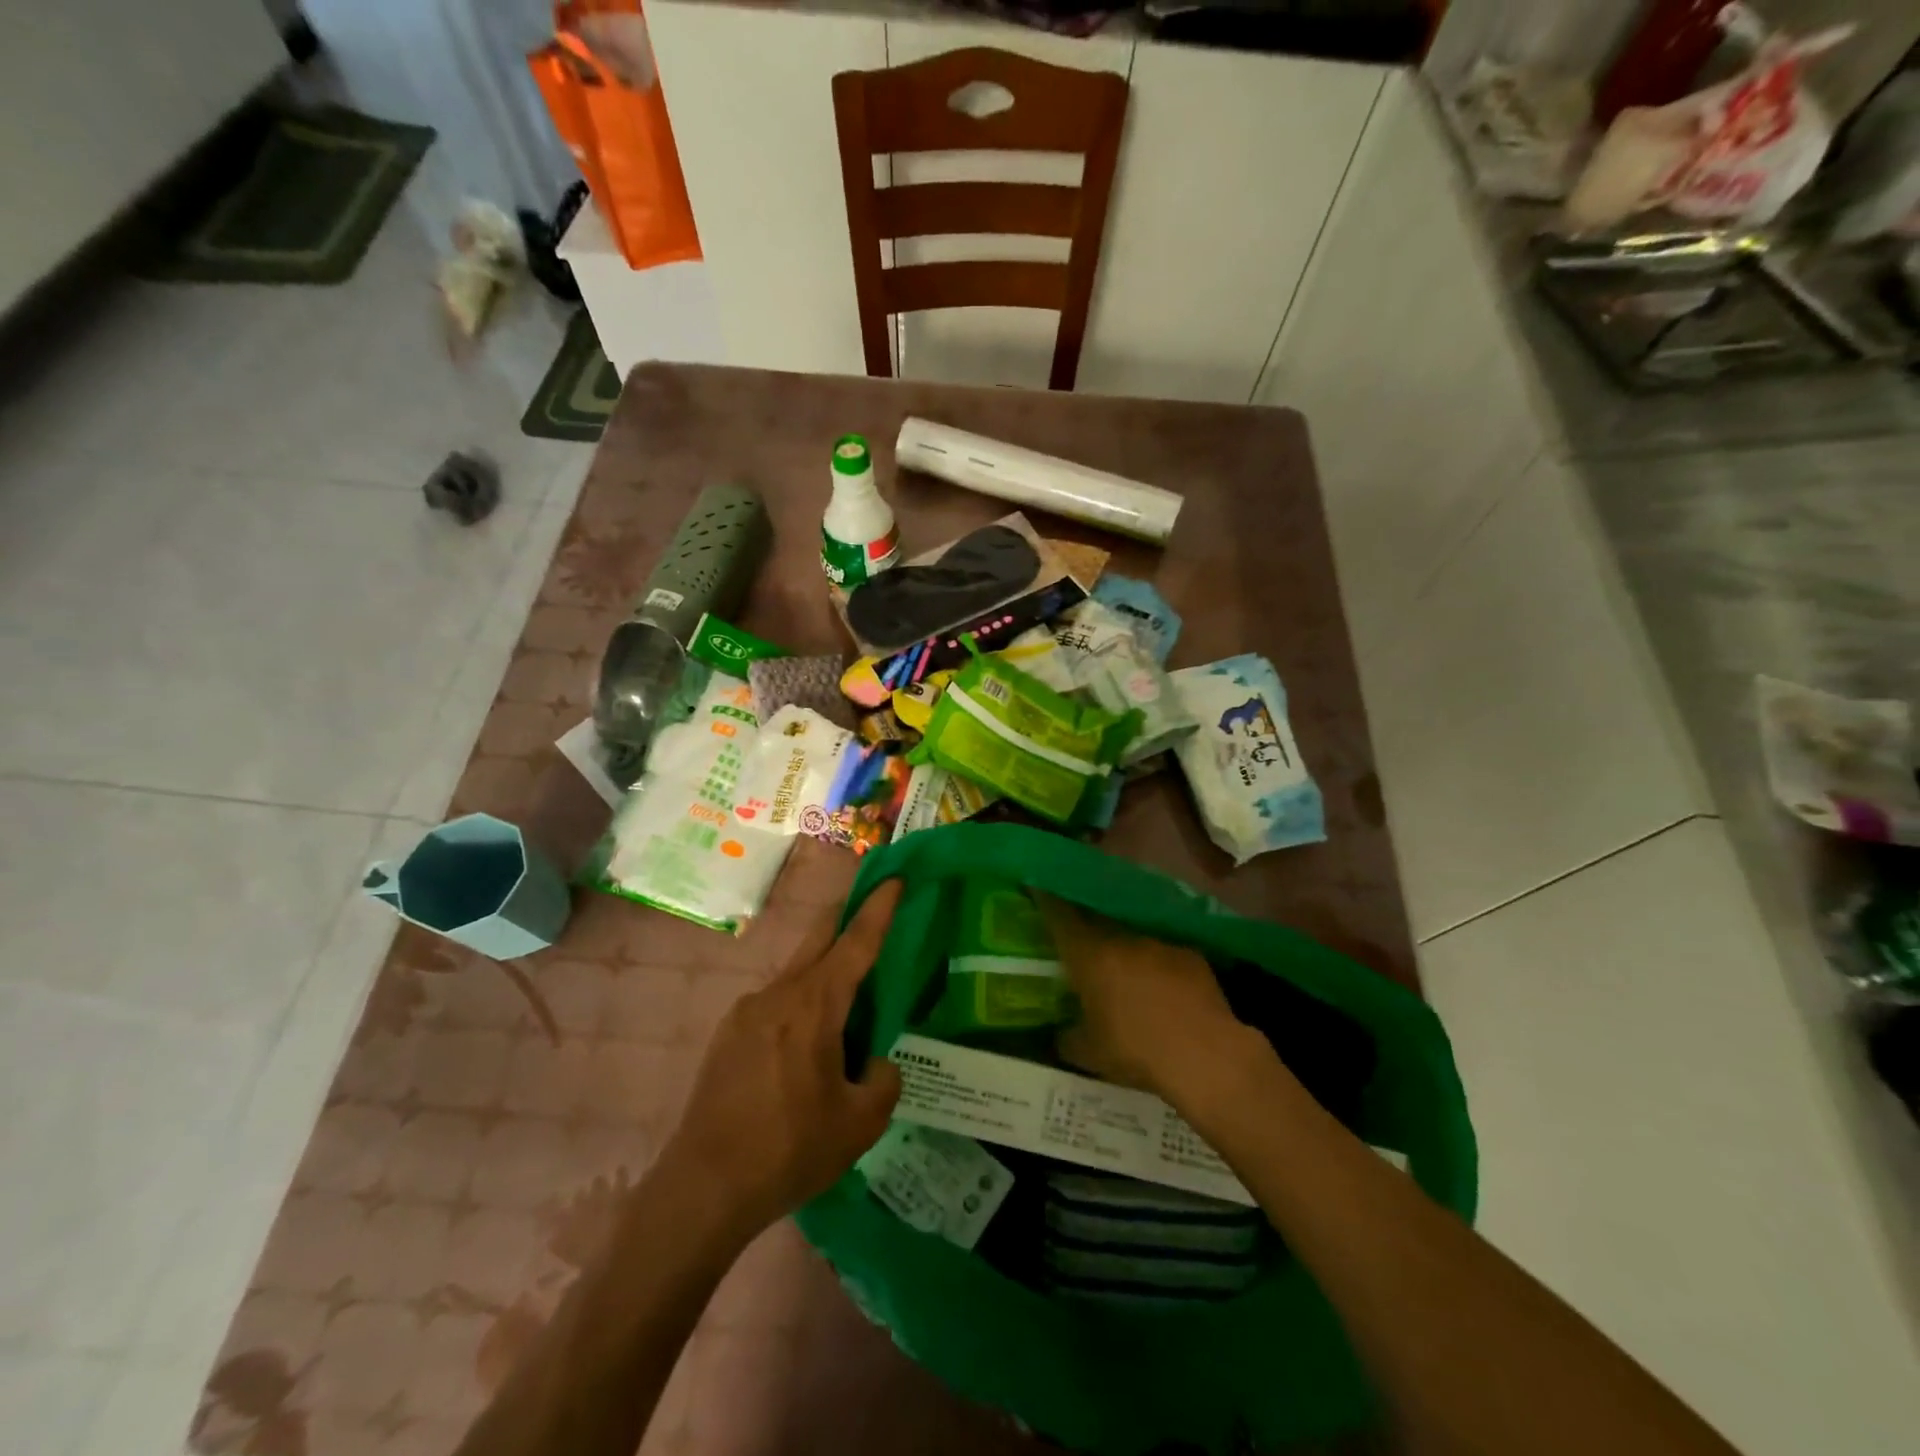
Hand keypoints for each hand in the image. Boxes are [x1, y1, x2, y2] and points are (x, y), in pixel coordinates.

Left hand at [661, 881, 903, 1242]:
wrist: (703, 1189)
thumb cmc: (790, 1149)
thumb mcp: (860, 1123)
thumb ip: (883, 1080)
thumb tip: (874, 1061)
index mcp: (814, 1005)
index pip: (856, 942)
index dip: (879, 908)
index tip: (894, 876)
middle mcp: (778, 993)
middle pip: (819, 937)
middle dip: (848, 916)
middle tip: (872, 907)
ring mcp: (746, 1012)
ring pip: (796, 974)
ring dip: (823, 975)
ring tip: (844, 1016)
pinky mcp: (726, 1035)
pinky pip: (774, 1005)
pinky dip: (799, 1007)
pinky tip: (802, 1053)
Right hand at [1039, 894, 1266, 1108]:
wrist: (1205, 1054)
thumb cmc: (1136, 1050)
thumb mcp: (1090, 1053)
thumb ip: (1068, 1037)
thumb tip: (1060, 1034)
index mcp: (1088, 954)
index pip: (1059, 914)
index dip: (1046, 898)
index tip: (1037, 886)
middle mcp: (1121, 937)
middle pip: (1095, 918)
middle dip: (1085, 922)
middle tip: (1078, 934)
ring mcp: (1158, 942)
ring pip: (1131, 934)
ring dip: (1123, 945)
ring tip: (1122, 966)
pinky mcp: (1190, 954)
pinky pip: (1162, 951)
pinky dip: (1155, 963)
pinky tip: (1160, 984)